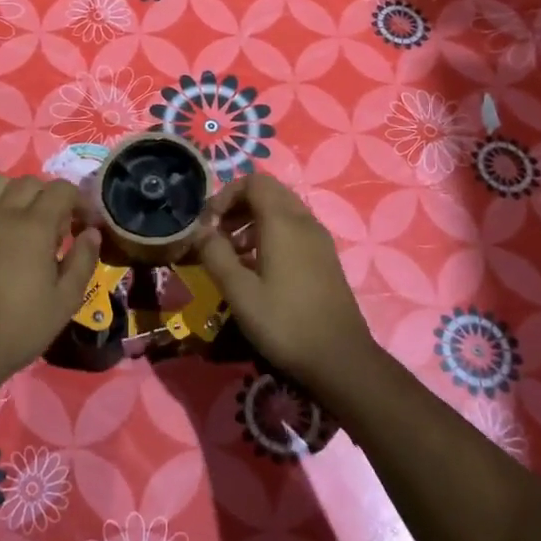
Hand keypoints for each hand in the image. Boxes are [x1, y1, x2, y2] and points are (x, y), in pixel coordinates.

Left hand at [0, 175, 100, 387]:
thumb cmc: (19, 327)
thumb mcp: (65, 300)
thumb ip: (82, 260)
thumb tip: (91, 234)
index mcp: (34, 225)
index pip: (60, 189)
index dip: (78, 201)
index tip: (84, 224)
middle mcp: (2, 214)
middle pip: (29, 182)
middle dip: (48, 196)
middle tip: (56, 226)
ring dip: (16, 194)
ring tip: (24, 221)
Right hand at [195, 174, 378, 388]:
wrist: (340, 359)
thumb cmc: (285, 323)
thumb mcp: (239, 291)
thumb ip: (216, 254)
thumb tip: (200, 231)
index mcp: (283, 222)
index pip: (253, 181)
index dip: (225, 195)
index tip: (208, 224)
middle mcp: (304, 221)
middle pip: (268, 192)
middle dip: (238, 205)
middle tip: (217, 234)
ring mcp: (319, 239)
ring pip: (282, 210)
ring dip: (253, 220)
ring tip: (232, 253)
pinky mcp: (325, 257)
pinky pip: (294, 229)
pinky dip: (271, 234)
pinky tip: (257, 268)